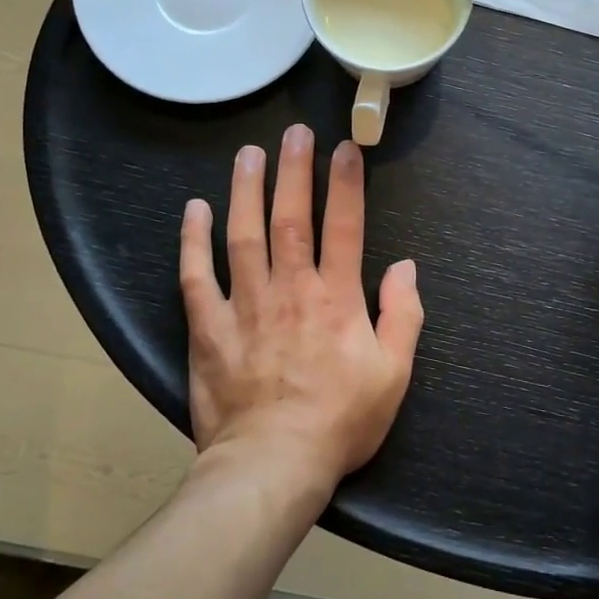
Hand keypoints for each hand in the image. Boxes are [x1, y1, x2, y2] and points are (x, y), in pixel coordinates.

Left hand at [179, 125, 422, 490]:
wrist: (273, 465)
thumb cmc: (340, 420)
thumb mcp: (393, 373)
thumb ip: (403, 315)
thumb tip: (405, 267)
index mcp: (336, 299)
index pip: (344, 226)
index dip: (346, 183)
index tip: (345, 148)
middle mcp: (291, 289)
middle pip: (291, 218)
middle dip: (294, 171)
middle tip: (295, 133)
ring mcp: (245, 305)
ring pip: (243, 236)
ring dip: (246, 191)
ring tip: (248, 154)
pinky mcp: (209, 328)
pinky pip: (197, 277)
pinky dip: (193, 242)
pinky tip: (194, 210)